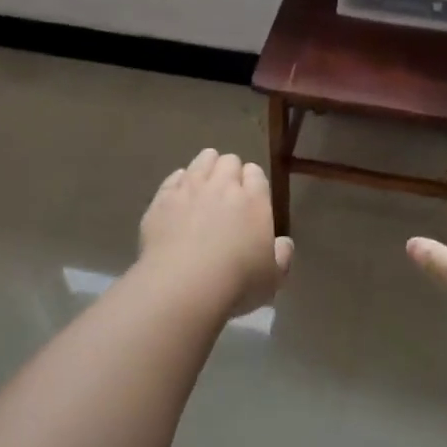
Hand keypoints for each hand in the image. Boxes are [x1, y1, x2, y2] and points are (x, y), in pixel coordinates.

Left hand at [139, 149, 293, 317]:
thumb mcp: (273, 278)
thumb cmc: (236, 283)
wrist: (182, 286)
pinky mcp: (162, 199)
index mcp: (254, 200)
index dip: (253, 182)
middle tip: (227, 194)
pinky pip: (174, 178)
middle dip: (230, 172)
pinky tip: (179, 198)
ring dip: (206, 168)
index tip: (251, 198)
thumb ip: (282, 256)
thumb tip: (283, 243)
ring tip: (204, 188)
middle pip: (228, 161)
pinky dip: (179, 182)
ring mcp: (189, 189)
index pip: (255, 173)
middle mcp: (222, 186)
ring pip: (201, 161)